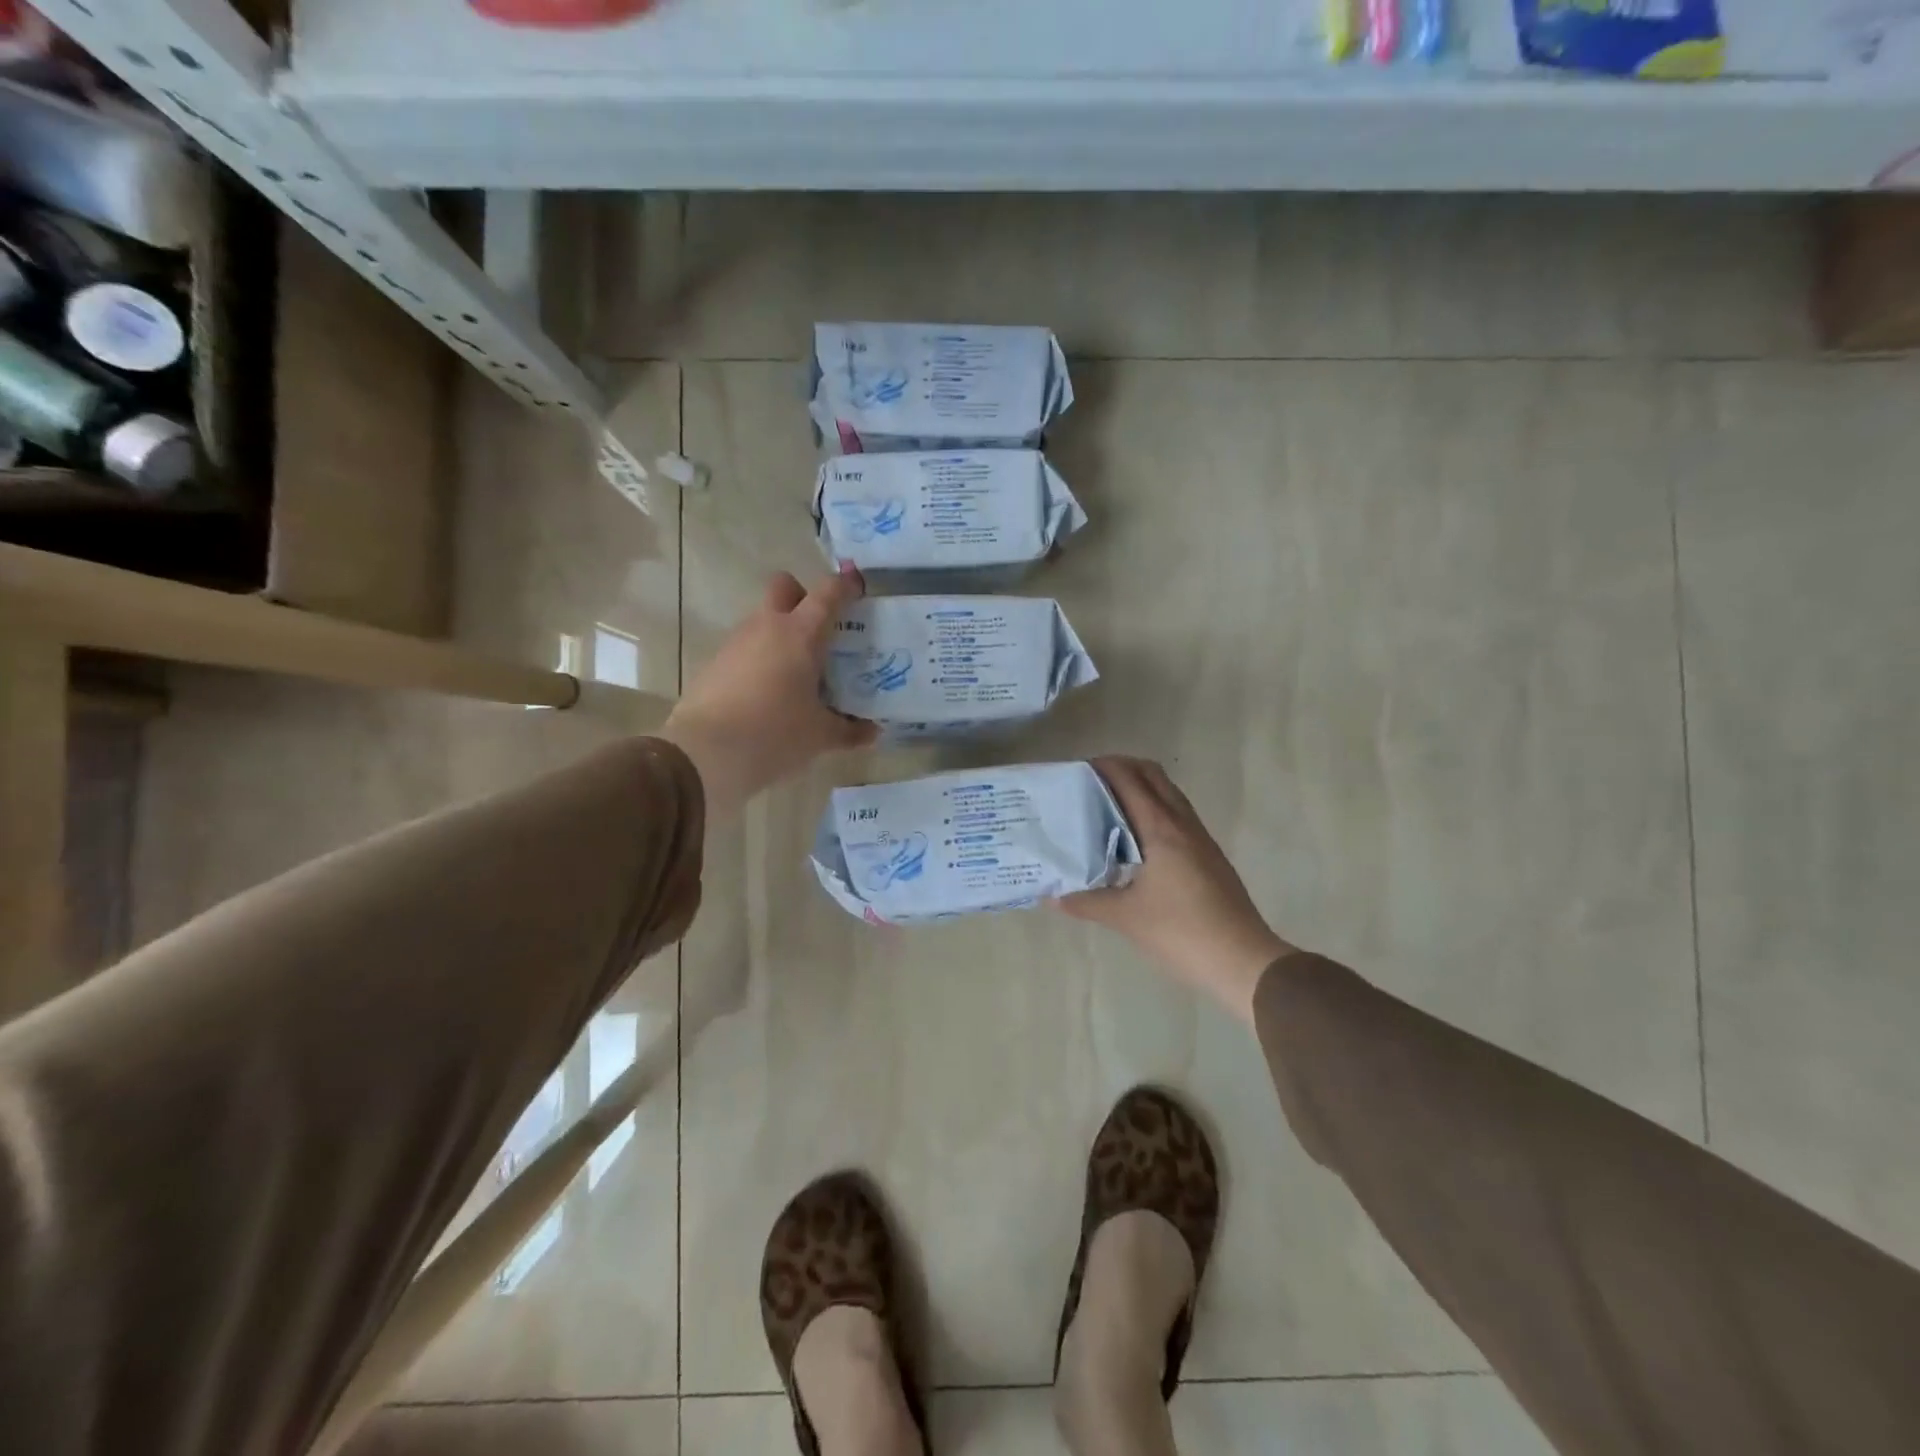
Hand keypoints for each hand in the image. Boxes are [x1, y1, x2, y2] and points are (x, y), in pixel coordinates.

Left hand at [661, 568, 878, 819]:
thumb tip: (873, 732)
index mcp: (801, 635)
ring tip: (797, 672)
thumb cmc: (775, 734)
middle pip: (784, 586)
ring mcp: (736, 643)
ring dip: (780, 632)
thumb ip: (850, 730)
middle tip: (819, 630)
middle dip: (802, 596)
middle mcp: (767, 627)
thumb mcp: (820, 736)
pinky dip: (760, 658)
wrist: (704, 753)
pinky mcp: (715, 663)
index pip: (827, 593)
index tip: (857, 591)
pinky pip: (744, 648)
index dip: (845, 586)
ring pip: (762, 618)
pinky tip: (768, 692)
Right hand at [1059, 757, 1296, 1023]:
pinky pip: (1177, 816)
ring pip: (1168, 795)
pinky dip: (1154, 810)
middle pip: (1153, 776)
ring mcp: (1201, 839)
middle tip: (1090, 783)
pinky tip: (1135, 840)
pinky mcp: (1209, 856)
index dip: (1104, 767)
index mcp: (1162, 829)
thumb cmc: (1181, 932)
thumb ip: (1087, 902)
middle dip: (1123, 769)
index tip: (1076, 771)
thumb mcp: (1126, 918)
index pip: (1130, 780)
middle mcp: (1183, 824)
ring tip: (1107, 807)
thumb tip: (1053, 896)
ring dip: (1141, 788)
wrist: (1243, 961)